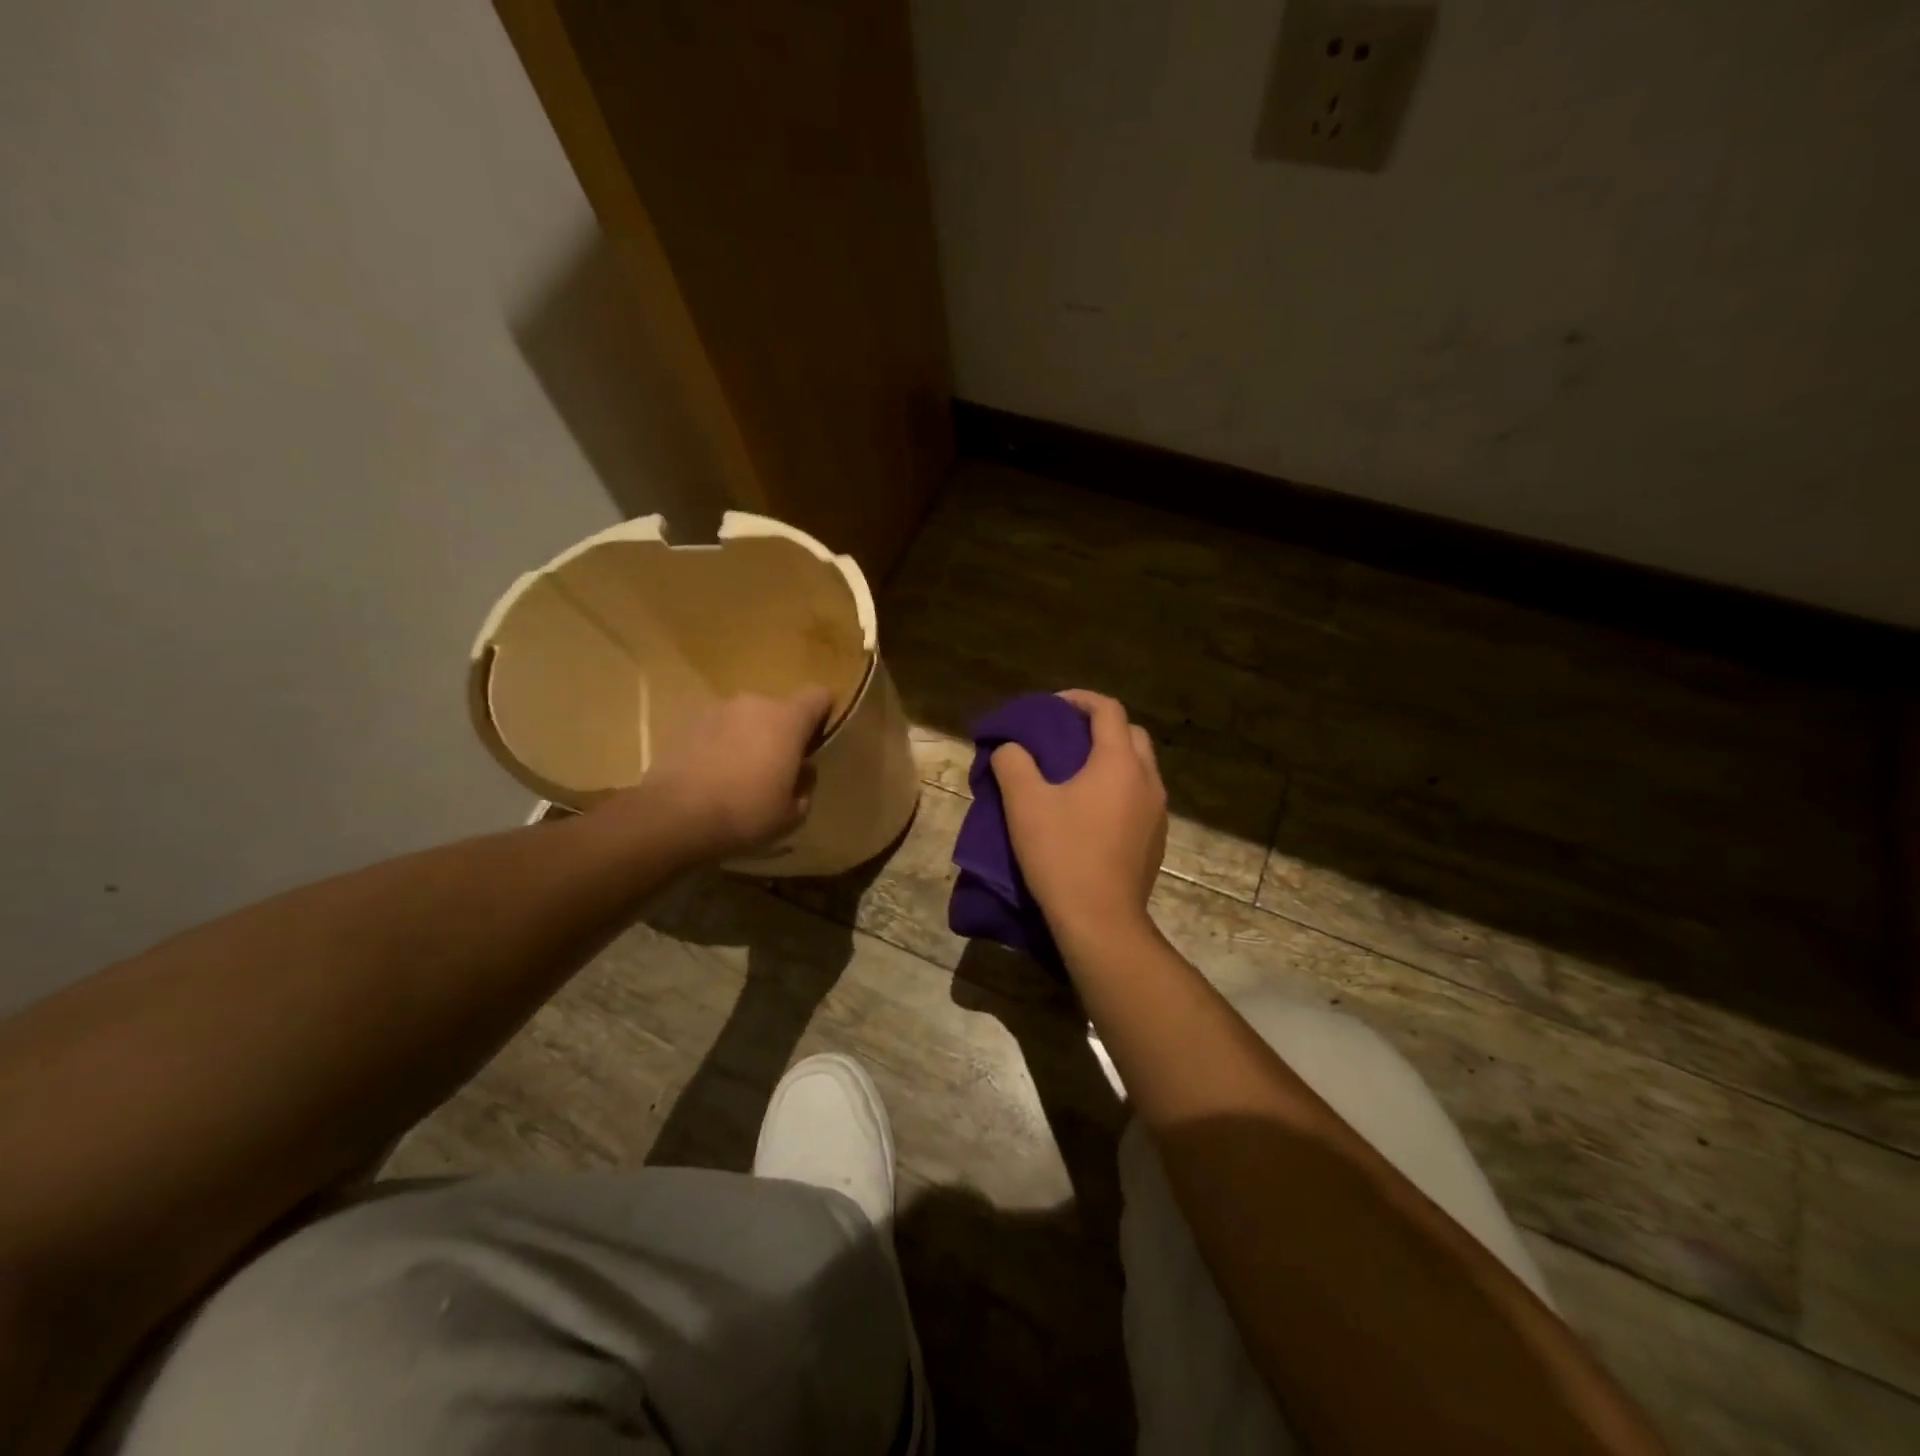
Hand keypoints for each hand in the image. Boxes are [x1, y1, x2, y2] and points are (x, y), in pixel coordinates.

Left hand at [607, 688, 833, 862]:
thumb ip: (805, 786)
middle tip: (774, 770)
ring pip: (744, 719)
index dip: (822, 715)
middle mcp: (754, 703)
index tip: (816, 743)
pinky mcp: (685, 722)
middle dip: (780, 734)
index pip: (819, 696)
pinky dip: (717, 745)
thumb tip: (803, 770)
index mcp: (788, 720)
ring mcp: (716, 709)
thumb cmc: (746, 814)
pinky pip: (714, 730)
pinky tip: (710, 776)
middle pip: (778, 710)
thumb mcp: (792, 814)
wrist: (675, 817)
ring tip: (737, 775)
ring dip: (747, 738)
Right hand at [990, 690, 1167, 945]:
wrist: (1100, 921)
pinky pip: (1140, 799)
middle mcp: (1148, 780)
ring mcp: (1158, 813)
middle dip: (1100, 728)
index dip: (1079, 700)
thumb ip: (1013, 763)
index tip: (1052, 707)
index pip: (1108, 710)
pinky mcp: (1156, 841)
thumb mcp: (1024, 804)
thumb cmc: (1062, 854)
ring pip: (1139, 769)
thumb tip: (1011, 748)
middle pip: (1131, 735)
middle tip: (1066, 738)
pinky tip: (1092, 813)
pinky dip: (1119, 790)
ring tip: (1076, 775)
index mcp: (1119, 762)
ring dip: (1112, 760)